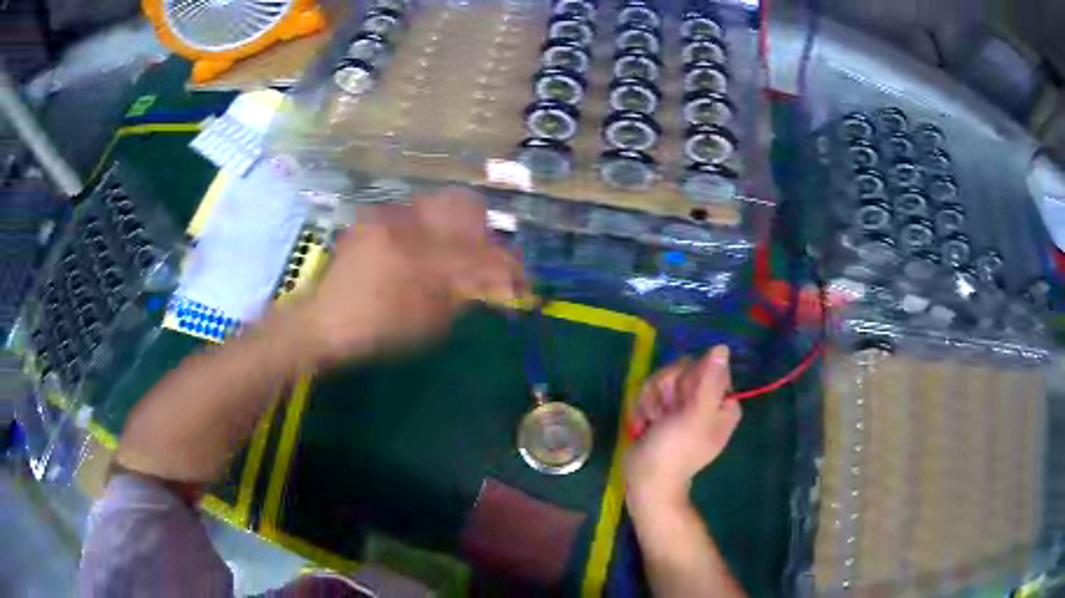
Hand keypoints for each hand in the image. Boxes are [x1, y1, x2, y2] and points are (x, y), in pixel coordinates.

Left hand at [289, 187, 523, 365]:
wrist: (322, 321)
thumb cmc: (375, 332)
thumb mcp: (427, 324)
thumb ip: (464, 297)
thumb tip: (495, 283)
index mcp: (420, 262)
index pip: (481, 254)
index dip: (508, 266)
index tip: (520, 280)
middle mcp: (407, 226)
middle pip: (466, 206)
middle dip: (485, 231)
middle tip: (485, 259)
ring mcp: (388, 216)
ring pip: (441, 203)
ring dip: (460, 225)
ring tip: (457, 253)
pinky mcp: (375, 217)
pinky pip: (416, 211)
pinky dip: (432, 228)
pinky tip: (425, 250)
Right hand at [625, 346, 741, 510]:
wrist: (646, 480)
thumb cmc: (676, 451)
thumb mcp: (695, 416)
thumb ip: (709, 381)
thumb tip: (722, 347)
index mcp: (722, 403)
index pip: (707, 367)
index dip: (690, 378)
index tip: (683, 399)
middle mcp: (705, 401)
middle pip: (683, 370)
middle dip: (666, 390)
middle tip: (664, 415)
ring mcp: (682, 406)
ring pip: (663, 379)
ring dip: (652, 400)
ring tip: (652, 423)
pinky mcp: (662, 411)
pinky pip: (650, 392)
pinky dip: (643, 408)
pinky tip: (644, 426)